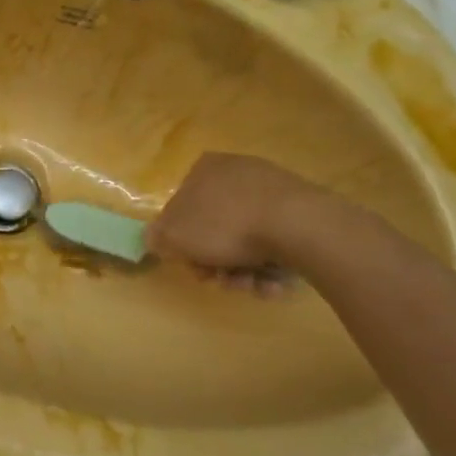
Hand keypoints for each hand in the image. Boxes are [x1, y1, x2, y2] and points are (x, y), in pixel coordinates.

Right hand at [146, 152, 336, 292]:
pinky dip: (271, 266)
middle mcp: (237, 172)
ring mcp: (272, 189)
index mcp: (204, 169)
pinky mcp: (301, 210)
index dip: (183, 242)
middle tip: (219, 281)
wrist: (296, 225)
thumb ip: (158, 236)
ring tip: (251, 286)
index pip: (182, 208)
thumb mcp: (175, 235)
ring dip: (242, 271)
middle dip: (215, 262)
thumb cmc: (225, 225)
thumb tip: (154, 238)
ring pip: (246, 240)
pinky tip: (273, 282)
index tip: (191, 265)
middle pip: (215, 228)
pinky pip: (276, 242)